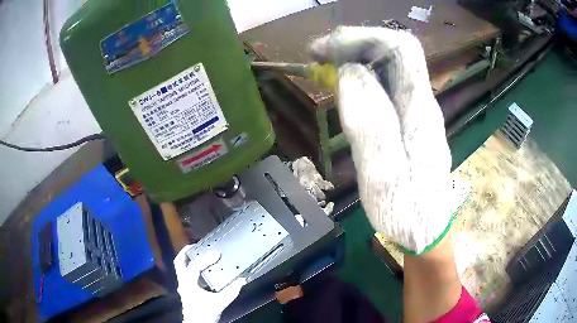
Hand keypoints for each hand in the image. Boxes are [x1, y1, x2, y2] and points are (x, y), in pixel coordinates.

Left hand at [174, 246, 245, 322]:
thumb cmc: (205, 313)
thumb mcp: (220, 302)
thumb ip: (231, 291)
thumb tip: (242, 280)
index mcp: (188, 283)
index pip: (195, 266)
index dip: (206, 258)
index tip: (217, 253)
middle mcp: (183, 282)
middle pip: (179, 262)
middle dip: (186, 252)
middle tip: (197, 245)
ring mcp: (183, 286)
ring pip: (180, 268)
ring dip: (188, 260)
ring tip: (199, 254)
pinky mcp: (186, 290)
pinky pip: (186, 274)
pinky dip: (192, 269)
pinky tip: (202, 271)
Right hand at [310, 26, 452, 253]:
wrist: (426, 230)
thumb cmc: (407, 212)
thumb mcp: (384, 175)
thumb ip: (370, 124)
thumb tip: (350, 73)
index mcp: (420, 110)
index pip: (401, 49)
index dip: (363, 38)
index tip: (326, 49)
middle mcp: (422, 102)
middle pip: (394, 52)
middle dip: (354, 44)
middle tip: (317, 56)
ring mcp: (417, 110)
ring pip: (388, 67)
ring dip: (355, 59)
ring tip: (324, 69)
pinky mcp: (408, 121)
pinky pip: (385, 85)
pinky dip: (360, 77)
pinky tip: (342, 88)